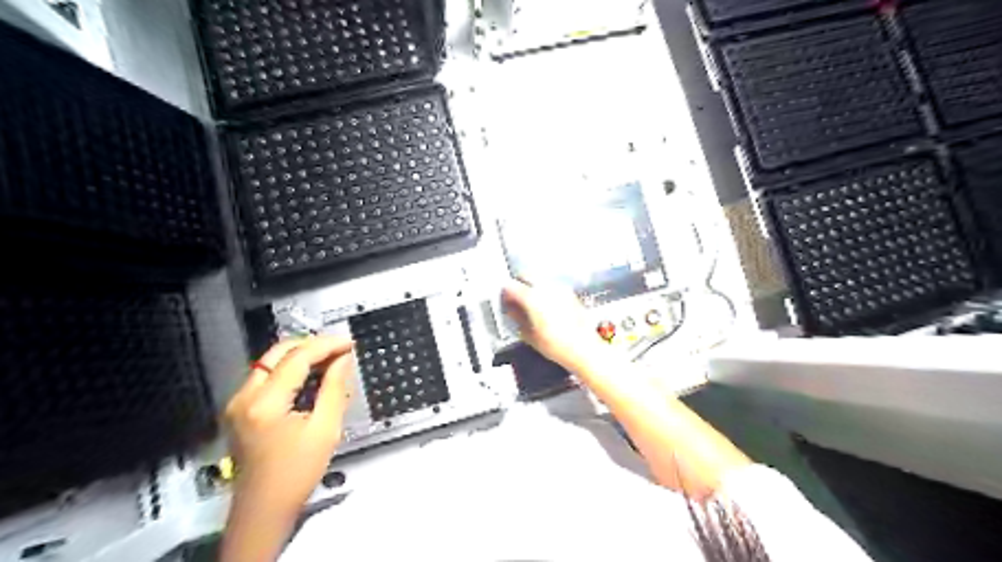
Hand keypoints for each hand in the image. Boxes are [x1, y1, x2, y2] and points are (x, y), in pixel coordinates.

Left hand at [224, 335, 352, 515]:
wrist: (263, 509)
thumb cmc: (297, 473)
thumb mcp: (325, 429)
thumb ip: (334, 388)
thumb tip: (342, 359)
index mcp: (265, 403)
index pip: (297, 358)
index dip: (326, 345)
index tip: (349, 343)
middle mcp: (244, 397)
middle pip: (277, 352)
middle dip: (311, 345)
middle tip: (339, 349)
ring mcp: (238, 403)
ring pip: (269, 362)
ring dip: (300, 356)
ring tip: (330, 360)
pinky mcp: (239, 409)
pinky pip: (265, 376)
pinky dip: (289, 369)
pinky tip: (310, 376)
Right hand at [501, 276, 602, 373]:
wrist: (584, 349)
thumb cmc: (558, 345)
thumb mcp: (529, 335)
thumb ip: (517, 318)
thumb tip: (511, 310)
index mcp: (533, 298)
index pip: (512, 286)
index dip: (505, 292)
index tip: (503, 298)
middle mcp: (547, 289)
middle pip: (527, 277)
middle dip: (519, 285)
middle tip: (514, 298)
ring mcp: (560, 289)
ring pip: (540, 281)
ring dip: (532, 288)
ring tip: (529, 304)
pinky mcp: (570, 294)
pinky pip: (552, 287)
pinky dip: (545, 293)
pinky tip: (544, 307)